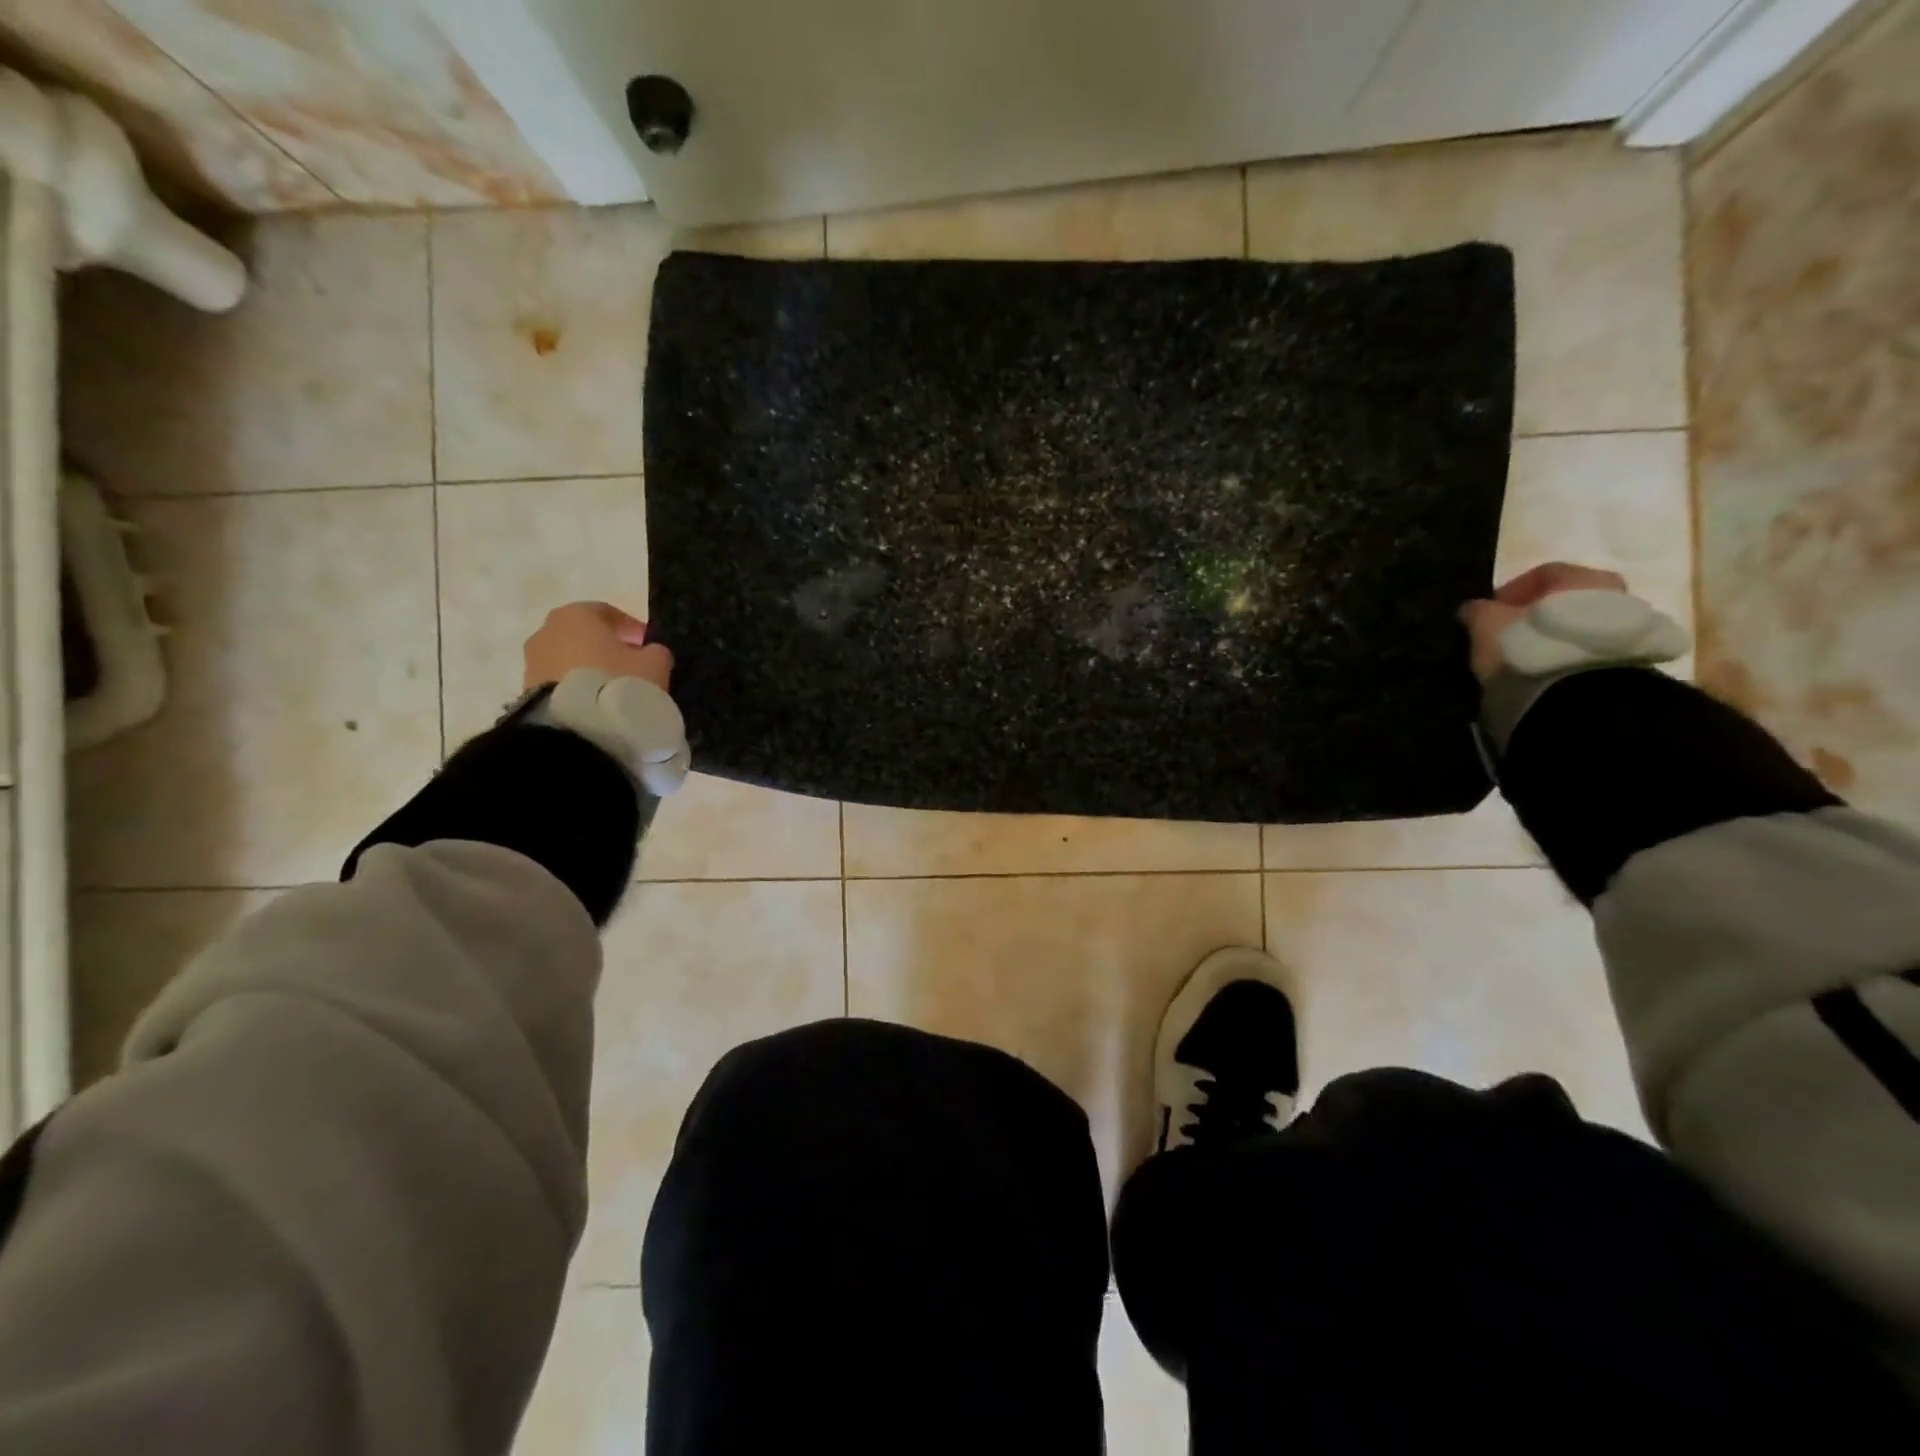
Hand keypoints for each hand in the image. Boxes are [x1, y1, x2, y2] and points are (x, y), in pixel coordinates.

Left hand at [523, 602, 673, 692]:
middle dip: (605, 647)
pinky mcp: (526, 691)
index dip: (630, 628)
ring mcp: (532, 661)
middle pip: (582, 635)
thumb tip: (650, 652)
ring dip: (588, 669)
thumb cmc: (618, 681)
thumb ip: (655, 652)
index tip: (647, 645)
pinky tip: (595, 704)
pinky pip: (557, 682)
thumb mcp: (654, 663)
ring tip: (612, 690)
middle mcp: (547, 630)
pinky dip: (575, 688)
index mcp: (576, 614)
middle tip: (630, 666)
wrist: (577, 727)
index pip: (606, 613)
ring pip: (567, 659)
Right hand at [1459, 562, 1627, 683]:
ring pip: (1575, 625)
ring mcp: (1625, 627)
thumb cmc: (1529, 644)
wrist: (1578, 693)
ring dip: (1548, 637)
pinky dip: (1563, 654)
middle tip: (1504, 635)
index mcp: (1581, 576)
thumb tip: (1474, 609)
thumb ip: (1477, 610)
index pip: (1540, 574)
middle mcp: (1612, 592)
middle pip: (1562, 599)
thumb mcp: (1486, 624)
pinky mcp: (1626, 658)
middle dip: (1532, 616)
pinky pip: (1585, 648)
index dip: (1507, 592)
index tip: (1486, 614)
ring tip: (1521, 657)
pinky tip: (1541, 670)